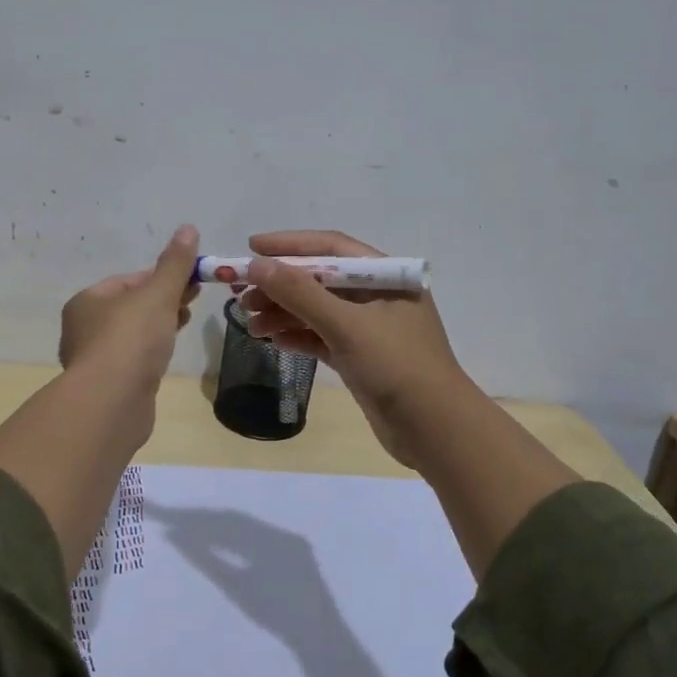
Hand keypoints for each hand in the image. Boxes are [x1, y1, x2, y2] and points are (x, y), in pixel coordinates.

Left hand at [58, 224, 200, 385]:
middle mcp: (83, 328)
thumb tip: (188, 227)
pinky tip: (166, 356)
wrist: (112, 402)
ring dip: (158, 327)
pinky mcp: (108, 386)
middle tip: (193, 300)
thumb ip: (174, 264)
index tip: (189, 281)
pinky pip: (133, 360)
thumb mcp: (158, 294)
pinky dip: (151, 353)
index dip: (160, 277)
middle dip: (162, 301)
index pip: (128, 280)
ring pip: (132, 335)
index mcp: (86, 301)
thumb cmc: (131, 339)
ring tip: (184, 324)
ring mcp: (94, 360)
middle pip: (130, 307)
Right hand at [146, 502, 338, 645]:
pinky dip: (238, 537)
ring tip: (191, 528)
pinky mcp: (294, 551)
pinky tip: (221, 541)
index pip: (224, 521)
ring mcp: (289, 540)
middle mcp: (280, 531)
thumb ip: (206, 559)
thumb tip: (175, 538)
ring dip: (220, 527)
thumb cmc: (276, 616)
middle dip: (205, 519)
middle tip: (175, 519)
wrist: (319, 638)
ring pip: (247, 527)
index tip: (171, 520)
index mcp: (268, 537)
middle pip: (235, 520)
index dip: (195, 519)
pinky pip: (260, 536)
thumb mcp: (236, 588)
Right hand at [239, 230, 475, 466]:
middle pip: (320, 280)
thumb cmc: (396, 366)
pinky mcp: (362, 358)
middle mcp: (379, 296)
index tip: (251, 248)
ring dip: (283, 313)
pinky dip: (298, 336)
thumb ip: (300, 293)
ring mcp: (370, 329)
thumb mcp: (346, 325)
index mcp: (387, 276)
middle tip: (242, 295)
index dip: (289, 245)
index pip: (331, 248)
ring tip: (249, 324)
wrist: (435, 430)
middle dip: (280, 285)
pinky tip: (272, 340)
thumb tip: (257, 265)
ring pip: (318, 310)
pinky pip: (322, 337)